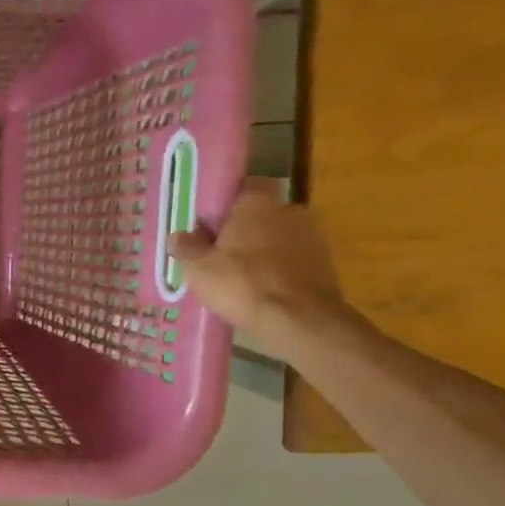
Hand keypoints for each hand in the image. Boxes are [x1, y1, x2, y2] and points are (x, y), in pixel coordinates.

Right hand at [168, 178, 349, 359]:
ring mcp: (313, 237)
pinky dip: (280, 270)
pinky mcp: (326, 264)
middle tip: (221, 252)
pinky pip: (294, 259)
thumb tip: (178, 236)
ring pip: (280, 237)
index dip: (230, 201)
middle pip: (263, 213)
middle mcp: (290, 210)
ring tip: (241, 277)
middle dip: (245, 228)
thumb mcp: (198, 268)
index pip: (247, 185)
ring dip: (264, 250)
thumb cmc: (242, 284)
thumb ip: (186, 248)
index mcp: (257, 204)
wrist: (299, 320)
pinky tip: (263, 291)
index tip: (213, 220)